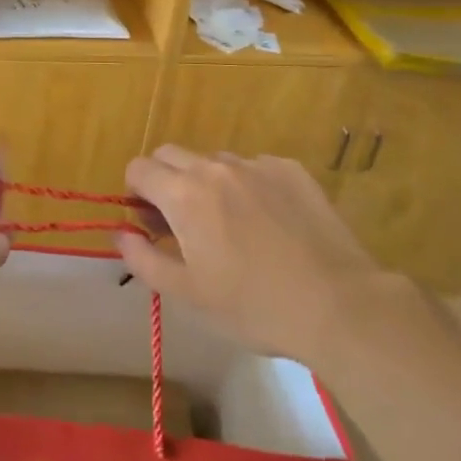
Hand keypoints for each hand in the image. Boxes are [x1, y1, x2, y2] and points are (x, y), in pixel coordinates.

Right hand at [115, 146, 396, 361]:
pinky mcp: (291, 170)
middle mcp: (216, 168)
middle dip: (164, 180)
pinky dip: (247, 186)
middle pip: (171, 154)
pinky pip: (254, 167)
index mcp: (184, 194)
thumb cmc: (253, 306)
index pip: (139, 168)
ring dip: (207, 183)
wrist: (338, 304)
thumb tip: (121, 232)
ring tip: (230, 225)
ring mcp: (257, 165)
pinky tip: (269, 223)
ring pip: (214, 161)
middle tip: (180, 222)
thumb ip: (143, 259)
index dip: (135, 192)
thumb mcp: (187, 294)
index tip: (149, 222)